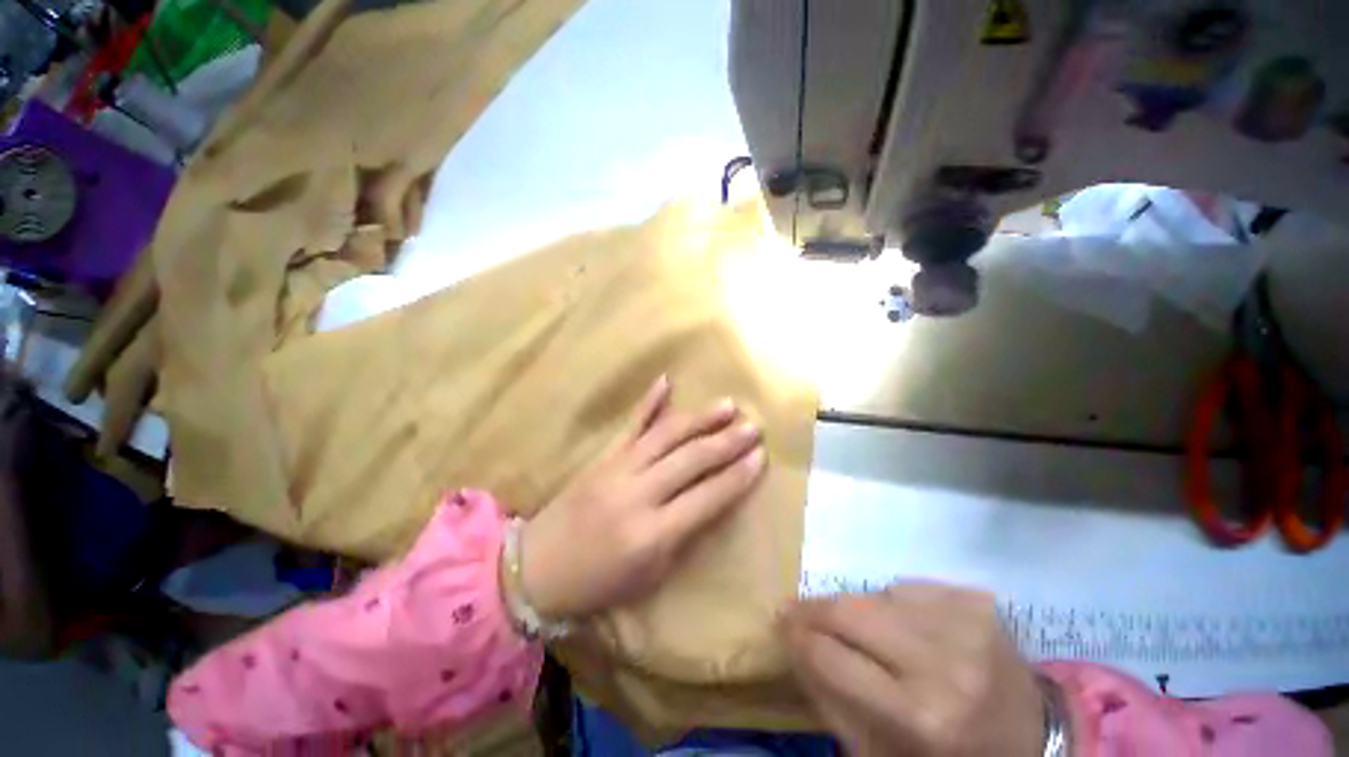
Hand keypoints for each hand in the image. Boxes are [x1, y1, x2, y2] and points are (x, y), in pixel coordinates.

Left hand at [518, 376, 766, 619]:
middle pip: (691, 460)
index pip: (707, 498)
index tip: (761, 457)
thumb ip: (683, 535)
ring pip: (666, 435)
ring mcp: (618, 468)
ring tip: (727, 405)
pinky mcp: (604, 456)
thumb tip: (711, 500)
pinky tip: (666, 380)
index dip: (737, 477)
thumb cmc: (598, 583)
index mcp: (652, 533)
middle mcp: (638, 493)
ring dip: (700, 418)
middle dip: (727, 442)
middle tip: (754, 426)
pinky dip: (649, 401)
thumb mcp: (650, 575)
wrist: (536, 567)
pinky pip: (631, 423)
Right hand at [783, 584, 1043, 756]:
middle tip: (797, 610)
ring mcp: (966, 623)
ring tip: (863, 631)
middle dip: (814, 608)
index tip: (780, 623)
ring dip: (858, 609)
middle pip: (851, 610)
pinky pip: (908, 587)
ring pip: (876, 593)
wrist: (1034, 741)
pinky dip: (894, 604)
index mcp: (919, 717)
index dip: (796, 635)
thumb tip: (792, 644)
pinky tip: (906, 627)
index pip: (830, 655)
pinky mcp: (977, 600)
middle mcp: (944, 662)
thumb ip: (829, 699)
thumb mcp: (880, 755)